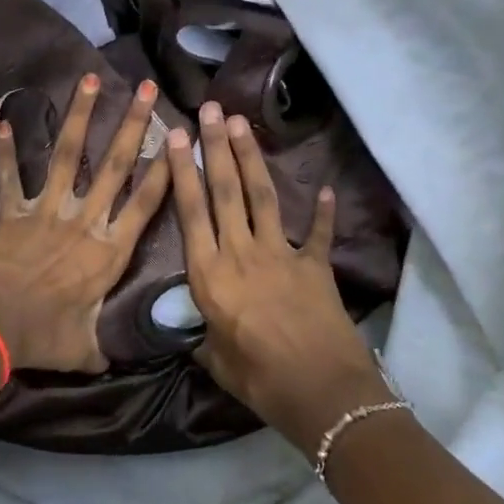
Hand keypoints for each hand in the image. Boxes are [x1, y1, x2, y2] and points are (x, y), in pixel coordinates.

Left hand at [0, 73, 171, 373]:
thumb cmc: (41, 338)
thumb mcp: (86, 349)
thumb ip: (109, 346)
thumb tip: (126, 357)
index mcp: (108, 251)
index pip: (147, 202)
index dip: (166, 168)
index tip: (180, 136)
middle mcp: (83, 221)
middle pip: (115, 165)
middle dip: (133, 124)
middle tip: (145, 88)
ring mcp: (46, 211)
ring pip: (67, 155)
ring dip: (78, 115)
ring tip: (89, 79)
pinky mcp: (11, 212)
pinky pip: (9, 176)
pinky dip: (5, 150)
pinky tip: (3, 119)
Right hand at [164, 103, 390, 455]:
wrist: (323, 393)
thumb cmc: (261, 380)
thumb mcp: (218, 362)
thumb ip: (206, 341)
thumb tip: (199, 337)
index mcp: (210, 276)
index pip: (191, 212)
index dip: (183, 171)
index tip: (178, 136)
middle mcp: (241, 254)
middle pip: (225, 191)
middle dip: (216, 147)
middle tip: (211, 110)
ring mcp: (281, 255)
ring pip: (262, 196)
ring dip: (251, 158)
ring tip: (243, 123)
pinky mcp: (315, 266)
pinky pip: (316, 233)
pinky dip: (321, 211)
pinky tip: (325, 188)